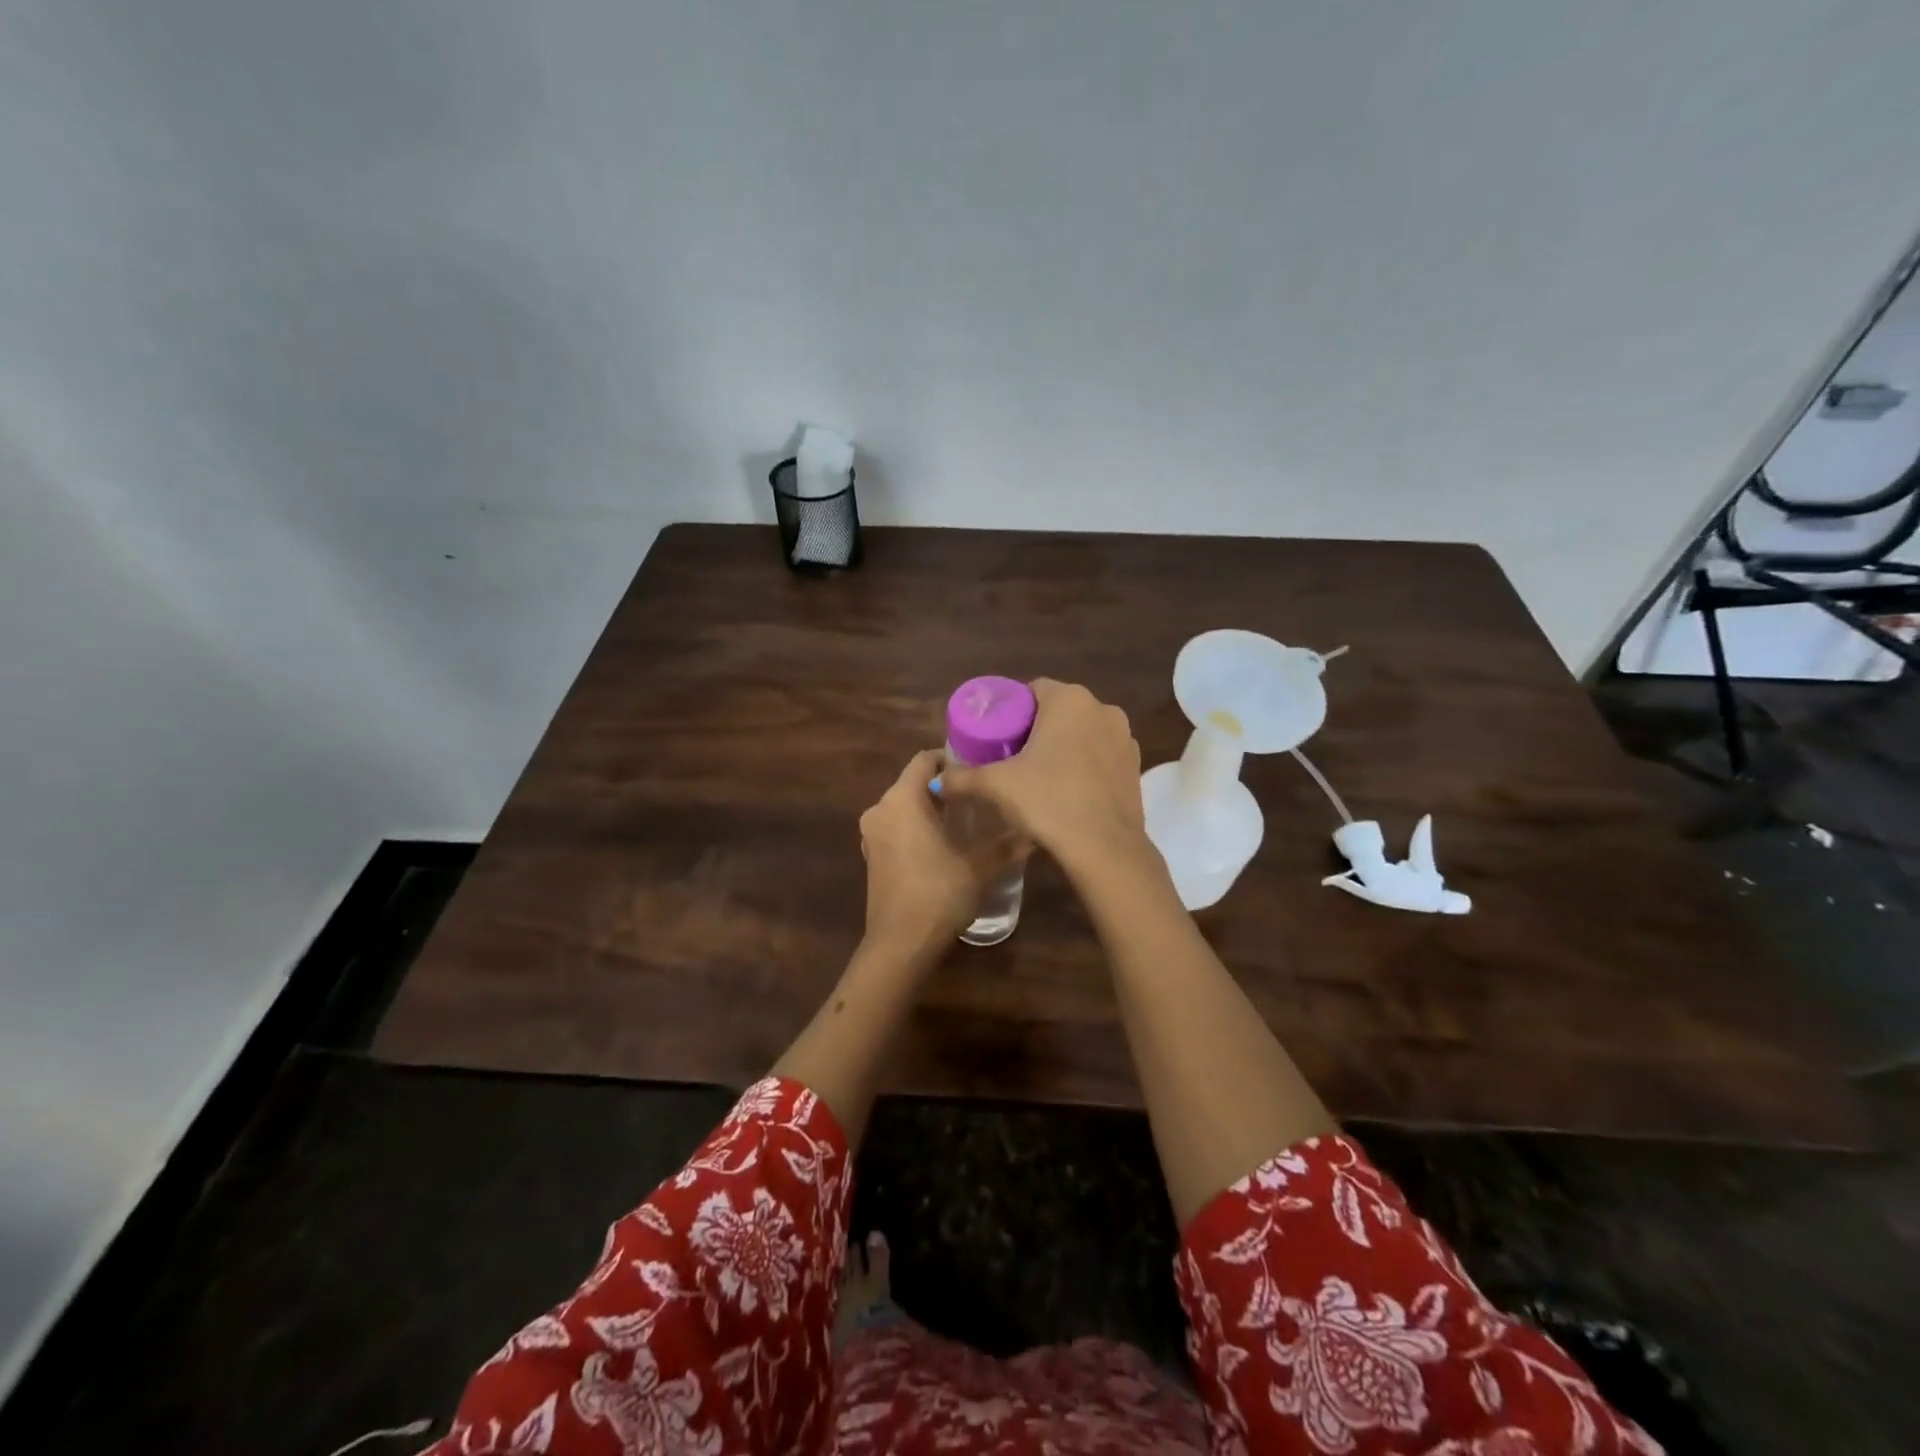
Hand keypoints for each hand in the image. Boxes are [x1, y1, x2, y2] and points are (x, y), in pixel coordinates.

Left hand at [860, 749, 1019, 958]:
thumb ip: (1006, 845)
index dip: (950, 758)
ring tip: (966, 820)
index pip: (923, 760)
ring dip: (930, 809)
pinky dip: (916, 828)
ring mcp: (871, 834)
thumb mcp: (979, 867)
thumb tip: (1034, 832)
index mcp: (901, 800)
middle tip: (979, 796)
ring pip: (904, 807)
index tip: (977, 768)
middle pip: (913, 783)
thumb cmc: (938, 894)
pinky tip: (943, 844)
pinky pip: (896, 828)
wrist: (900, 944)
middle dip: (944, 787)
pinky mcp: (872, 856)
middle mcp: (880, 809)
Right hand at [937, 680, 1144, 864]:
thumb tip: (938, 781)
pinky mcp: (1136, 768)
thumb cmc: (1048, 801)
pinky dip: (1084, 766)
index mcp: (1070, 700)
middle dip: (1036, 729)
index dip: (1011, 710)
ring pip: (1083, 734)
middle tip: (1012, 757)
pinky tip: (1068, 792)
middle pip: (1058, 711)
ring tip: (1039, 776)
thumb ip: (962, 779)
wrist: (1104, 848)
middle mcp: (1103, 710)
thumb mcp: (996, 786)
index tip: (996, 736)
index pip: (1032, 690)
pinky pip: (1101, 757)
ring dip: (1063, 747)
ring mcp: (1125, 739)